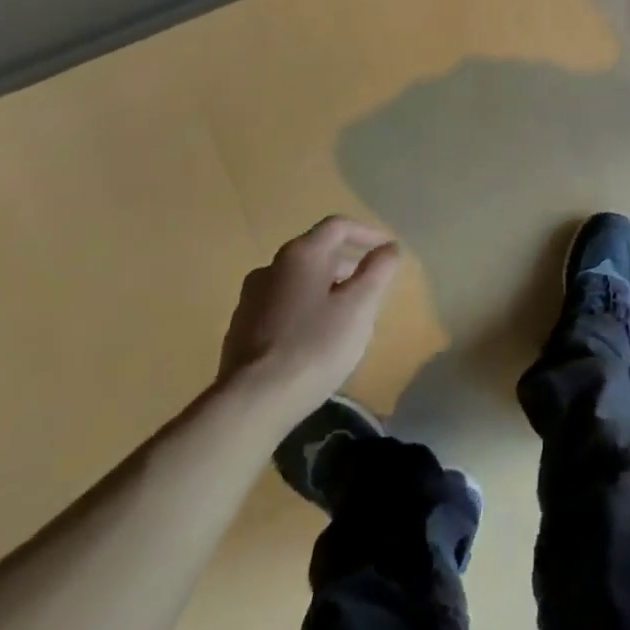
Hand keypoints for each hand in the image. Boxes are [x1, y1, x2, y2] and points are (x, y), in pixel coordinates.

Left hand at [217, 215, 401, 422]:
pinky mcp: (240, 329)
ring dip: (325, 287)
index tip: (387, 249)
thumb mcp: (360, 306)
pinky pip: (281, 305)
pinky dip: (303, 308)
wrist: (251, 404)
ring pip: (297, 280)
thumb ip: (378, 270)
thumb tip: (389, 247)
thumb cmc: (314, 346)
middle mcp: (271, 267)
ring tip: (344, 314)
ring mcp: (250, 299)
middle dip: (347, 263)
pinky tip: (313, 338)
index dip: (367, 232)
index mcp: (301, 254)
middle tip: (369, 286)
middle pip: (317, 252)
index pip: (338, 226)